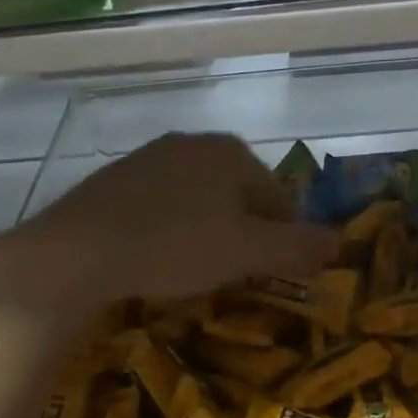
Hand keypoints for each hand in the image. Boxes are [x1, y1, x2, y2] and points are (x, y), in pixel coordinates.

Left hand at [0, 133, 339, 317]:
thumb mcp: (247, 253)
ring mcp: (150, 156)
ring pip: (199, 199)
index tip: (271, 274)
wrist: (78, 250)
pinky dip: (170, 227)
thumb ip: (298, 246)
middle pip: (238, 195)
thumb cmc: (176, 246)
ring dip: (206, 231)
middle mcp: (194, 142)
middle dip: (242, 233)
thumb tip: (339, 241)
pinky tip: (156, 255)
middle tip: (232, 274)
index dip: (282, 239)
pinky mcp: (116, 177)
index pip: (278, 198)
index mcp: (232, 152)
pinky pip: (161, 203)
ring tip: (194, 269)